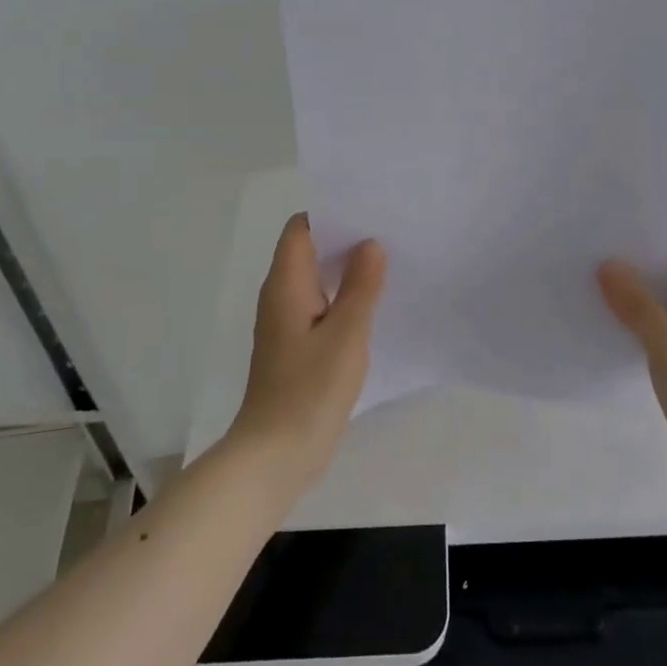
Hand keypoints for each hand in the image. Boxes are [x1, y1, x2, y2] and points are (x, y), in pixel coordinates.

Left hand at [228, 214, 386, 489]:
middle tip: (390, 232)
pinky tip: (373, 304)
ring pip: (316, 279)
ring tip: (390, 261)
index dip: (332, 213)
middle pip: (309, 250)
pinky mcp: (295, 346)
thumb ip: (361, 286)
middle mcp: (280, 296)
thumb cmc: (310, 390)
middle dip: (346, 238)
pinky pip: (320, 305)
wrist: (276, 455)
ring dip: (347, 269)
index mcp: (286, 284)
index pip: (301, 228)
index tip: (370, 210)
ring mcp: (286, 322)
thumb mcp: (346, 334)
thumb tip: (370, 244)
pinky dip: (343, 296)